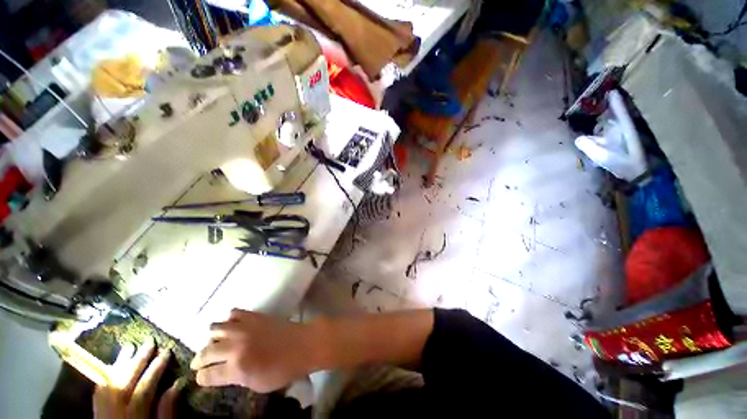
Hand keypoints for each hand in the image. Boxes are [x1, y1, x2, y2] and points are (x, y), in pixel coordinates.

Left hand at [93, 339, 179, 418]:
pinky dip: (106, 376)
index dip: (155, 370)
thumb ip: (166, 412)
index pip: (143, 389)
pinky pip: (99, 391)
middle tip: (148, 342)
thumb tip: (177, 384)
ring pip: (109, 384)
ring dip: (119, 364)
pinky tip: (111, 366)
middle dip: (137, 361)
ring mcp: (102, 412)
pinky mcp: (96, 413)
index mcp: (133, 417)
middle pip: (124, 383)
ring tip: (129, 347)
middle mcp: (115, 412)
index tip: (166, 352)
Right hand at [190, 309, 317, 391]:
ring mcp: (245, 328)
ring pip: (215, 329)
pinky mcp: (255, 315)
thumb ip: (235, 379)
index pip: (207, 375)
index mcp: (236, 368)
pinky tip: (233, 326)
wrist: (303, 344)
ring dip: (212, 338)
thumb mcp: (257, 384)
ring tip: (215, 343)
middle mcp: (236, 347)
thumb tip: (222, 373)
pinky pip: (234, 313)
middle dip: (199, 359)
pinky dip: (230, 320)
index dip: (201, 378)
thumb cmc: (283, 370)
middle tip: (199, 363)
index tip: (200, 377)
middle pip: (206, 352)